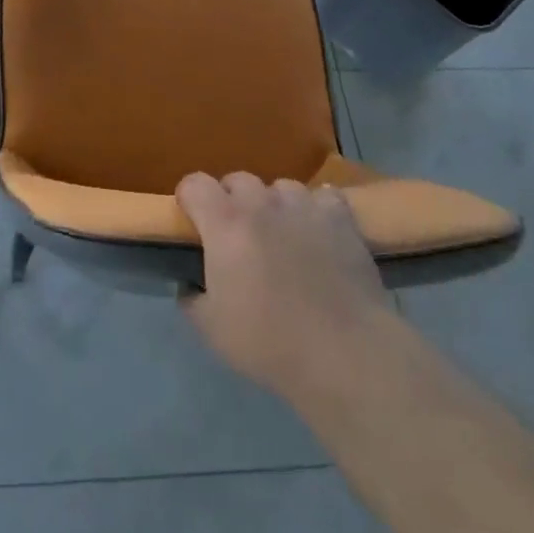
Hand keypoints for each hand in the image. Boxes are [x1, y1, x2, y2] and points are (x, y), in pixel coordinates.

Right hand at [177, 171, 396, 411]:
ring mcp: (304, 205)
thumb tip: (190, 284)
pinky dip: (316, 209)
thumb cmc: (269, 341)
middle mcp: (261, 203)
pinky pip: (323, 197)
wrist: (343, 352)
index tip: (192, 221)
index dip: (189, 198)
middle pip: (238, 180)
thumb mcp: (211, 329)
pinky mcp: (340, 217)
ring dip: (274, 205)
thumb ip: (192, 298)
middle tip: (237, 236)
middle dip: (231, 201)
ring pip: (280, 187)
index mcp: (225, 223)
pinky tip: (319, 230)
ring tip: (281, 234)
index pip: (195, 184)